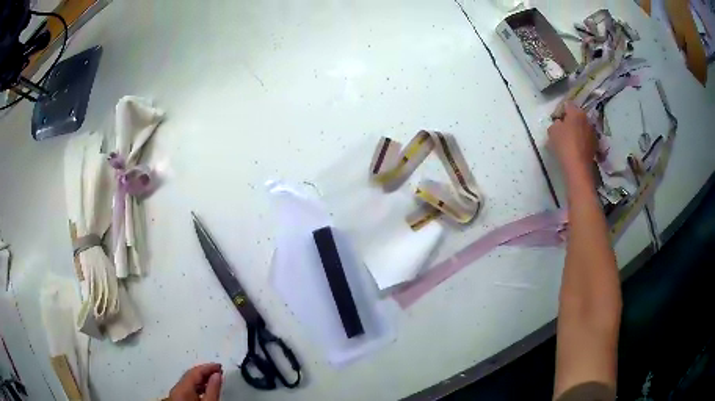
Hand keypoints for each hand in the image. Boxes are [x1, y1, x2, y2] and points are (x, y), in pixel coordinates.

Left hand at [169, 363, 222, 400]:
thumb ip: (213, 389)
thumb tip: (217, 375)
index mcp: (183, 388)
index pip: (195, 371)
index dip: (208, 367)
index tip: (220, 366)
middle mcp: (177, 388)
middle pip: (190, 375)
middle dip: (204, 372)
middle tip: (219, 371)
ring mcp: (176, 394)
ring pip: (188, 382)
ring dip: (201, 379)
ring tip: (214, 379)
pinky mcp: (177, 399)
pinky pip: (187, 388)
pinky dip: (197, 386)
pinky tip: (205, 389)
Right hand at [548, 102, 596, 174]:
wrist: (578, 168)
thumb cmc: (564, 145)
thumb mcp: (552, 131)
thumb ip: (555, 123)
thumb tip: (559, 123)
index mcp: (576, 112)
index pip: (567, 105)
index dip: (560, 111)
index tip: (556, 119)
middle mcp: (587, 119)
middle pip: (577, 116)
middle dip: (570, 121)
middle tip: (562, 129)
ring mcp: (593, 132)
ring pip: (582, 127)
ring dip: (577, 131)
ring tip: (570, 140)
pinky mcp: (595, 145)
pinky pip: (586, 138)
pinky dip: (581, 141)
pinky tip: (576, 148)